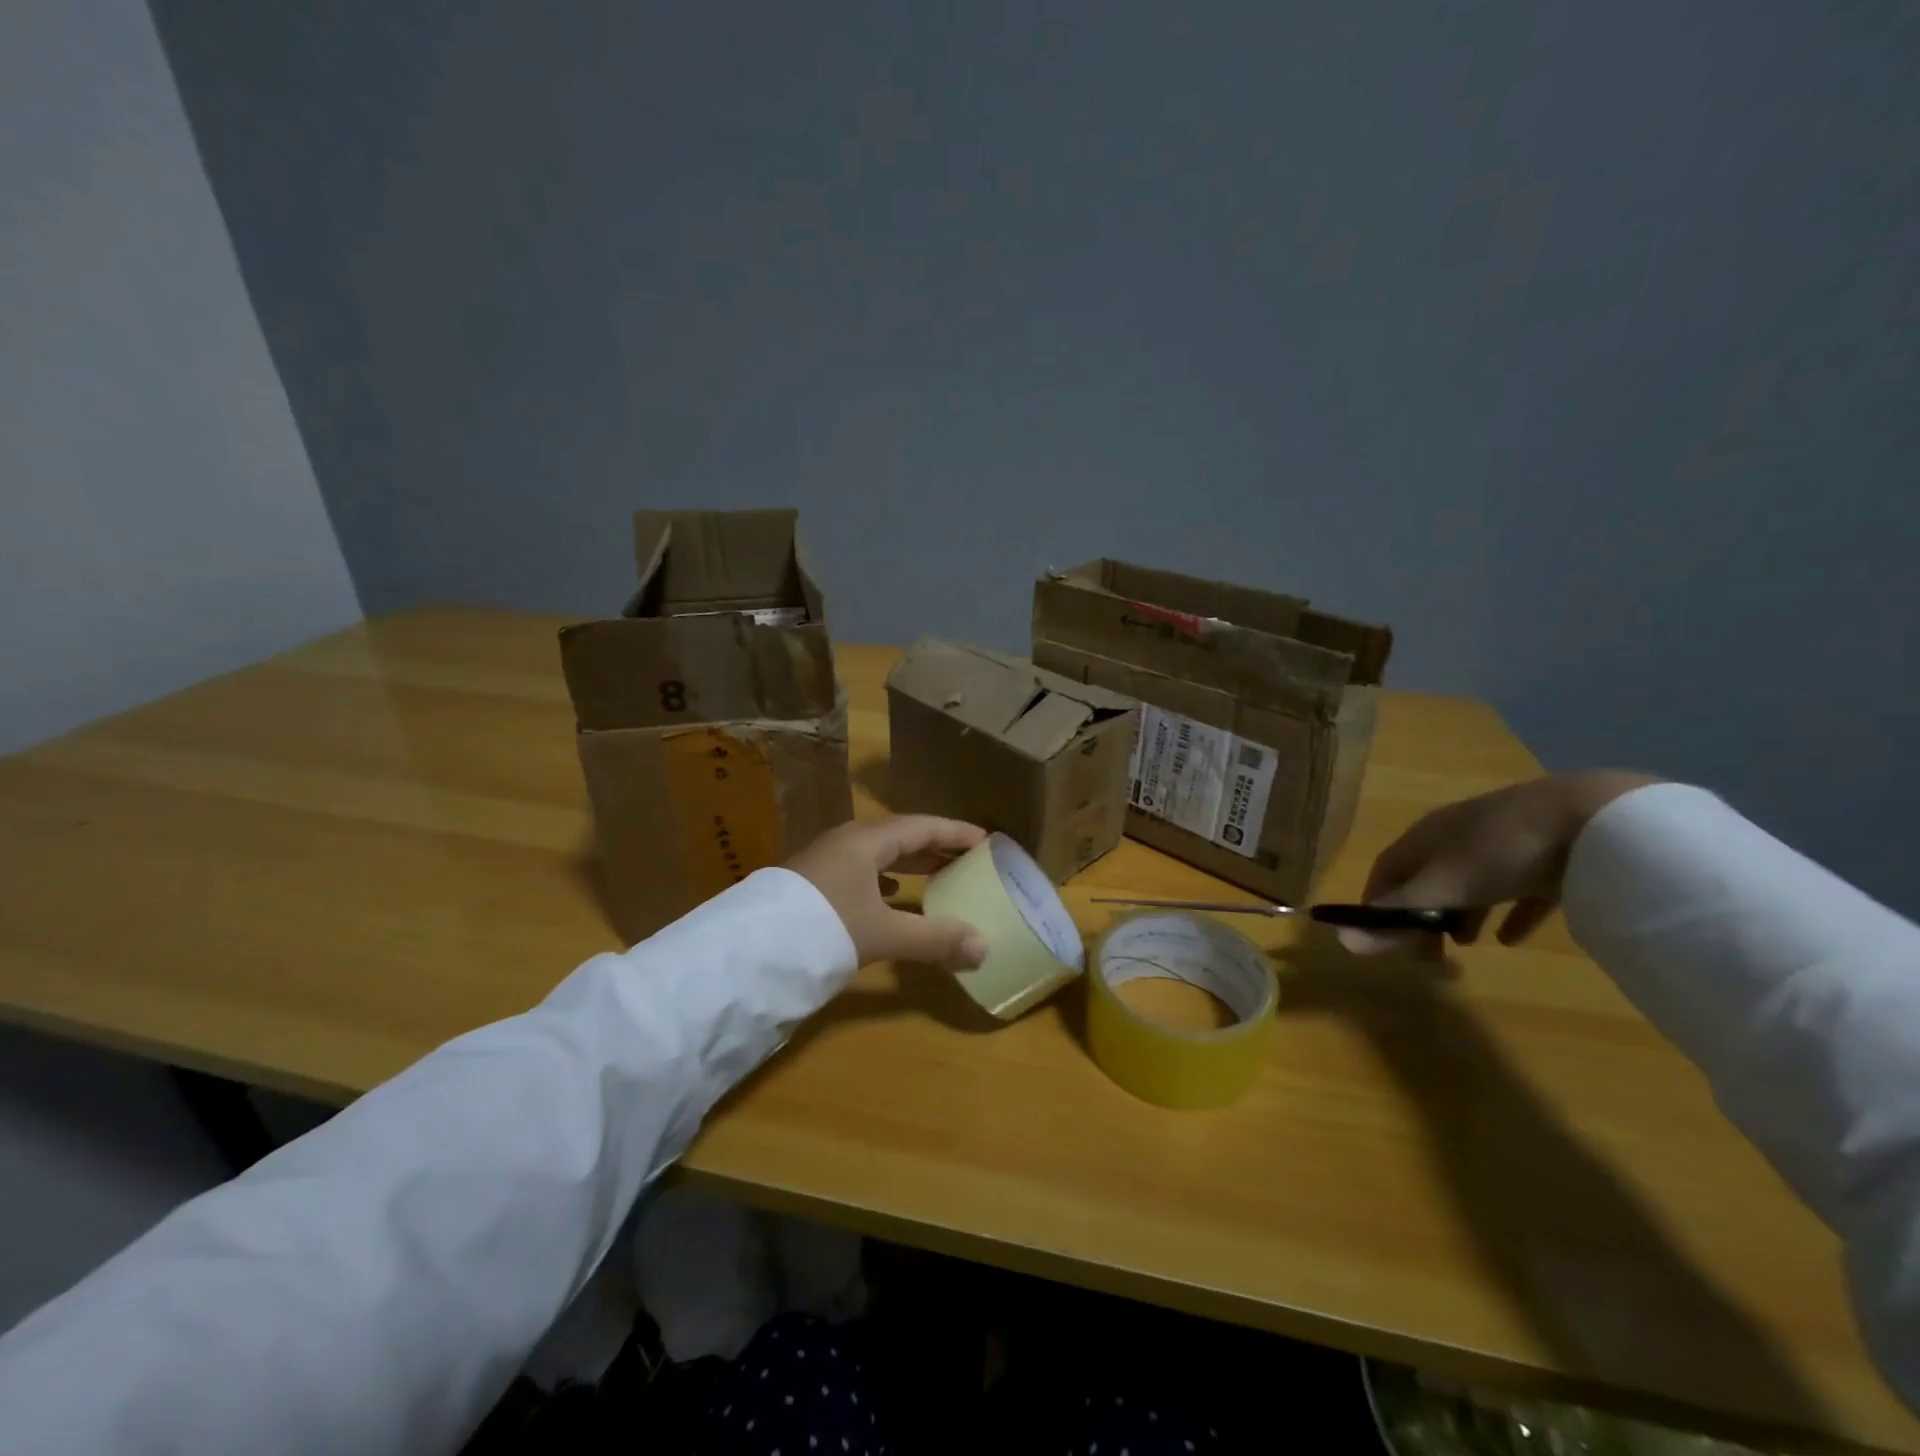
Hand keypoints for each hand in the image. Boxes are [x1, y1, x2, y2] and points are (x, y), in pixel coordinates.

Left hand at [788, 815, 989, 969]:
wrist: (751, 950)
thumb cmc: (825, 927)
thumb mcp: (884, 934)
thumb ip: (935, 939)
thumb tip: (985, 948)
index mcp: (867, 841)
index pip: (923, 826)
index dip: (956, 833)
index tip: (985, 840)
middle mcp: (847, 842)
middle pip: (901, 837)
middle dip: (935, 847)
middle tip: (967, 859)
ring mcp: (826, 861)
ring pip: (879, 855)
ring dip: (910, 863)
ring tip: (937, 875)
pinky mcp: (813, 883)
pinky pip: (861, 871)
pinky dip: (886, 880)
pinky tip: (892, 897)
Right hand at [1344, 770, 1660, 955]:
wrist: (1594, 818)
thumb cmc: (1501, 848)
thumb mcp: (1444, 885)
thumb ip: (1398, 913)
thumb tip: (1343, 940)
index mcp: (1427, 835)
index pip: (1387, 870)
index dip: (1377, 904)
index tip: (1381, 940)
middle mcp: (1458, 837)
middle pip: (1426, 880)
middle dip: (1421, 917)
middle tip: (1428, 954)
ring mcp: (1505, 846)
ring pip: (1469, 885)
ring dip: (1460, 916)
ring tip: (1465, 945)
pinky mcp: (1549, 859)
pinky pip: (1519, 891)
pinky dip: (1509, 915)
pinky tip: (1512, 938)